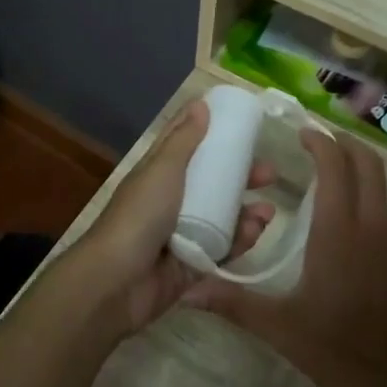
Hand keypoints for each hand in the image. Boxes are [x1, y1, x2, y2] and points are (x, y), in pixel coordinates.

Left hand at [72, 100, 275, 336]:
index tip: (241, 123)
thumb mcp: (162, 170)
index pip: (185, 146)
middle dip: (240, 177)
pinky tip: (257, 232)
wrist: (117, 282)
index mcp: (158, 175)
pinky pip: (223, 249)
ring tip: (267, 211)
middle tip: (269, 173)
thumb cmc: (139, 217)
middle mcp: (170, 201)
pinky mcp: (193, 265)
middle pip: (211, 183)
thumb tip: (200, 104)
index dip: (209, 132)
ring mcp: (182, 234)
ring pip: (222, 217)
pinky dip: (241, 240)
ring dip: (246, 212)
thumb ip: (183, 140)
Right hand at [185, 128, 386, 386]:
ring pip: (381, 195)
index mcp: (341, 233)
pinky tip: (348, 248)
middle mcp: (375, 228)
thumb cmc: (348, 354)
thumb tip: (188, 291)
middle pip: (369, 166)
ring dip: (357, 180)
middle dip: (345, 145)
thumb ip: (236, 305)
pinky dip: (367, 214)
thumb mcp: (285, 331)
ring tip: (324, 193)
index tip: (302, 131)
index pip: (336, 166)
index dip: (320, 141)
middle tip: (318, 143)